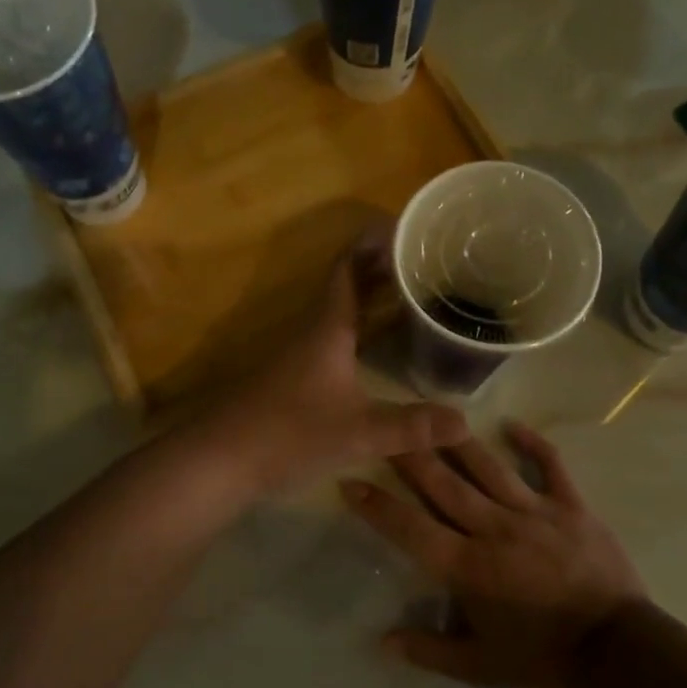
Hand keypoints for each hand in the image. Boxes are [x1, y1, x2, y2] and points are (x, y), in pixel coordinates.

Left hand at [199, 238, 468, 495]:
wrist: (220, 459)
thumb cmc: (288, 433)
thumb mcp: (358, 432)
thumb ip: (411, 426)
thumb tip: (466, 420)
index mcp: (327, 328)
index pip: (348, 268)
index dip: (373, 244)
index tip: (405, 228)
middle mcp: (311, 331)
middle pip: (347, 286)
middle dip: (382, 270)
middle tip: (425, 263)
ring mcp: (298, 354)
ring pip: (340, 313)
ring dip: (371, 299)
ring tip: (411, 297)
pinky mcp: (292, 377)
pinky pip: (334, 338)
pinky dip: (359, 330)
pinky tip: (377, 349)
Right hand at [341, 423, 644, 687]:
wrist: (618, 650)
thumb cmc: (543, 656)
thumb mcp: (481, 667)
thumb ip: (429, 651)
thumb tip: (382, 641)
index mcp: (468, 567)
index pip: (412, 529)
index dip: (378, 507)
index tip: (350, 482)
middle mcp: (494, 529)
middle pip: (444, 484)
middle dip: (409, 454)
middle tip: (384, 424)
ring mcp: (535, 512)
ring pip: (488, 467)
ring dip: (457, 440)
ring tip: (433, 412)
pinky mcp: (571, 506)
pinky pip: (550, 466)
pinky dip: (533, 444)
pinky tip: (512, 425)